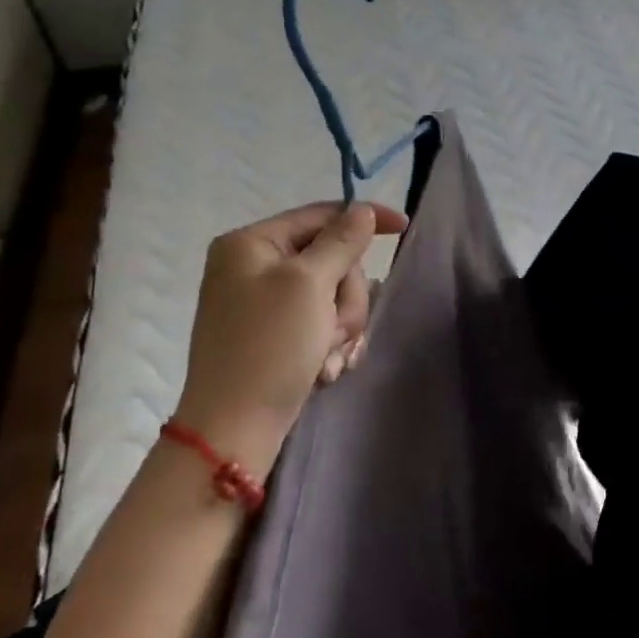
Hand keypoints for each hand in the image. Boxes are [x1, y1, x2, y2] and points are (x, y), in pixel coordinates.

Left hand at [172, 202, 406, 460]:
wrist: (234, 427)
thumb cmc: (269, 346)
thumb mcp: (309, 285)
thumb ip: (341, 242)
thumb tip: (361, 210)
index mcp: (252, 243)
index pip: (320, 215)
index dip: (363, 220)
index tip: (404, 228)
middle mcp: (255, 267)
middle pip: (332, 260)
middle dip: (345, 298)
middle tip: (336, 329)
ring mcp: (266, 304)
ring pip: (333, 296)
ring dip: (341, 327)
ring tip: (328, 358)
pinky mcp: (277, 335)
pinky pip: (322, 324)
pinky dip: (330, 346)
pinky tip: (324, 370)